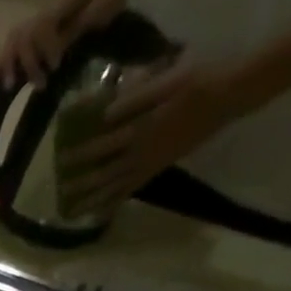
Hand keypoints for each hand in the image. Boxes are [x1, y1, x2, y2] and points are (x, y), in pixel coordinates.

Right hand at [0, 0, 126, 87]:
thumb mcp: (105, 4)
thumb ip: (83, 23)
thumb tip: (62, 47)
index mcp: (61, 5)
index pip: (44, 26)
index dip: (46, 48)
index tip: (55, 66)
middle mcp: (41, 13)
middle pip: (23, 37)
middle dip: (28, 63)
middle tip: (39, 84)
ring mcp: (33, 23)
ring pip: (12, 43)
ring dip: (7, 66)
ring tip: (7, 87)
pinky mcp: (30, 34)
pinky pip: (9, 49)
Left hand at [55, 61, 247, 217]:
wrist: (229, 95)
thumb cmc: (196, 80)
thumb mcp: (165, 80)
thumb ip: (134, 96)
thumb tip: (104, 112)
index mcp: (141, 129)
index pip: (103, 146)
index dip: (81, 154)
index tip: (62, 159)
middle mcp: (143, 152)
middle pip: (106, 174)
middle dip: (83, 184)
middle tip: (61, 193)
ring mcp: (151, 163)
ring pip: (117, 186)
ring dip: (95, 198)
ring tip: (75, 210)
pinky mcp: (159, 167)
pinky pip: (133, 188)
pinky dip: (116, 200)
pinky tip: (103, 210)